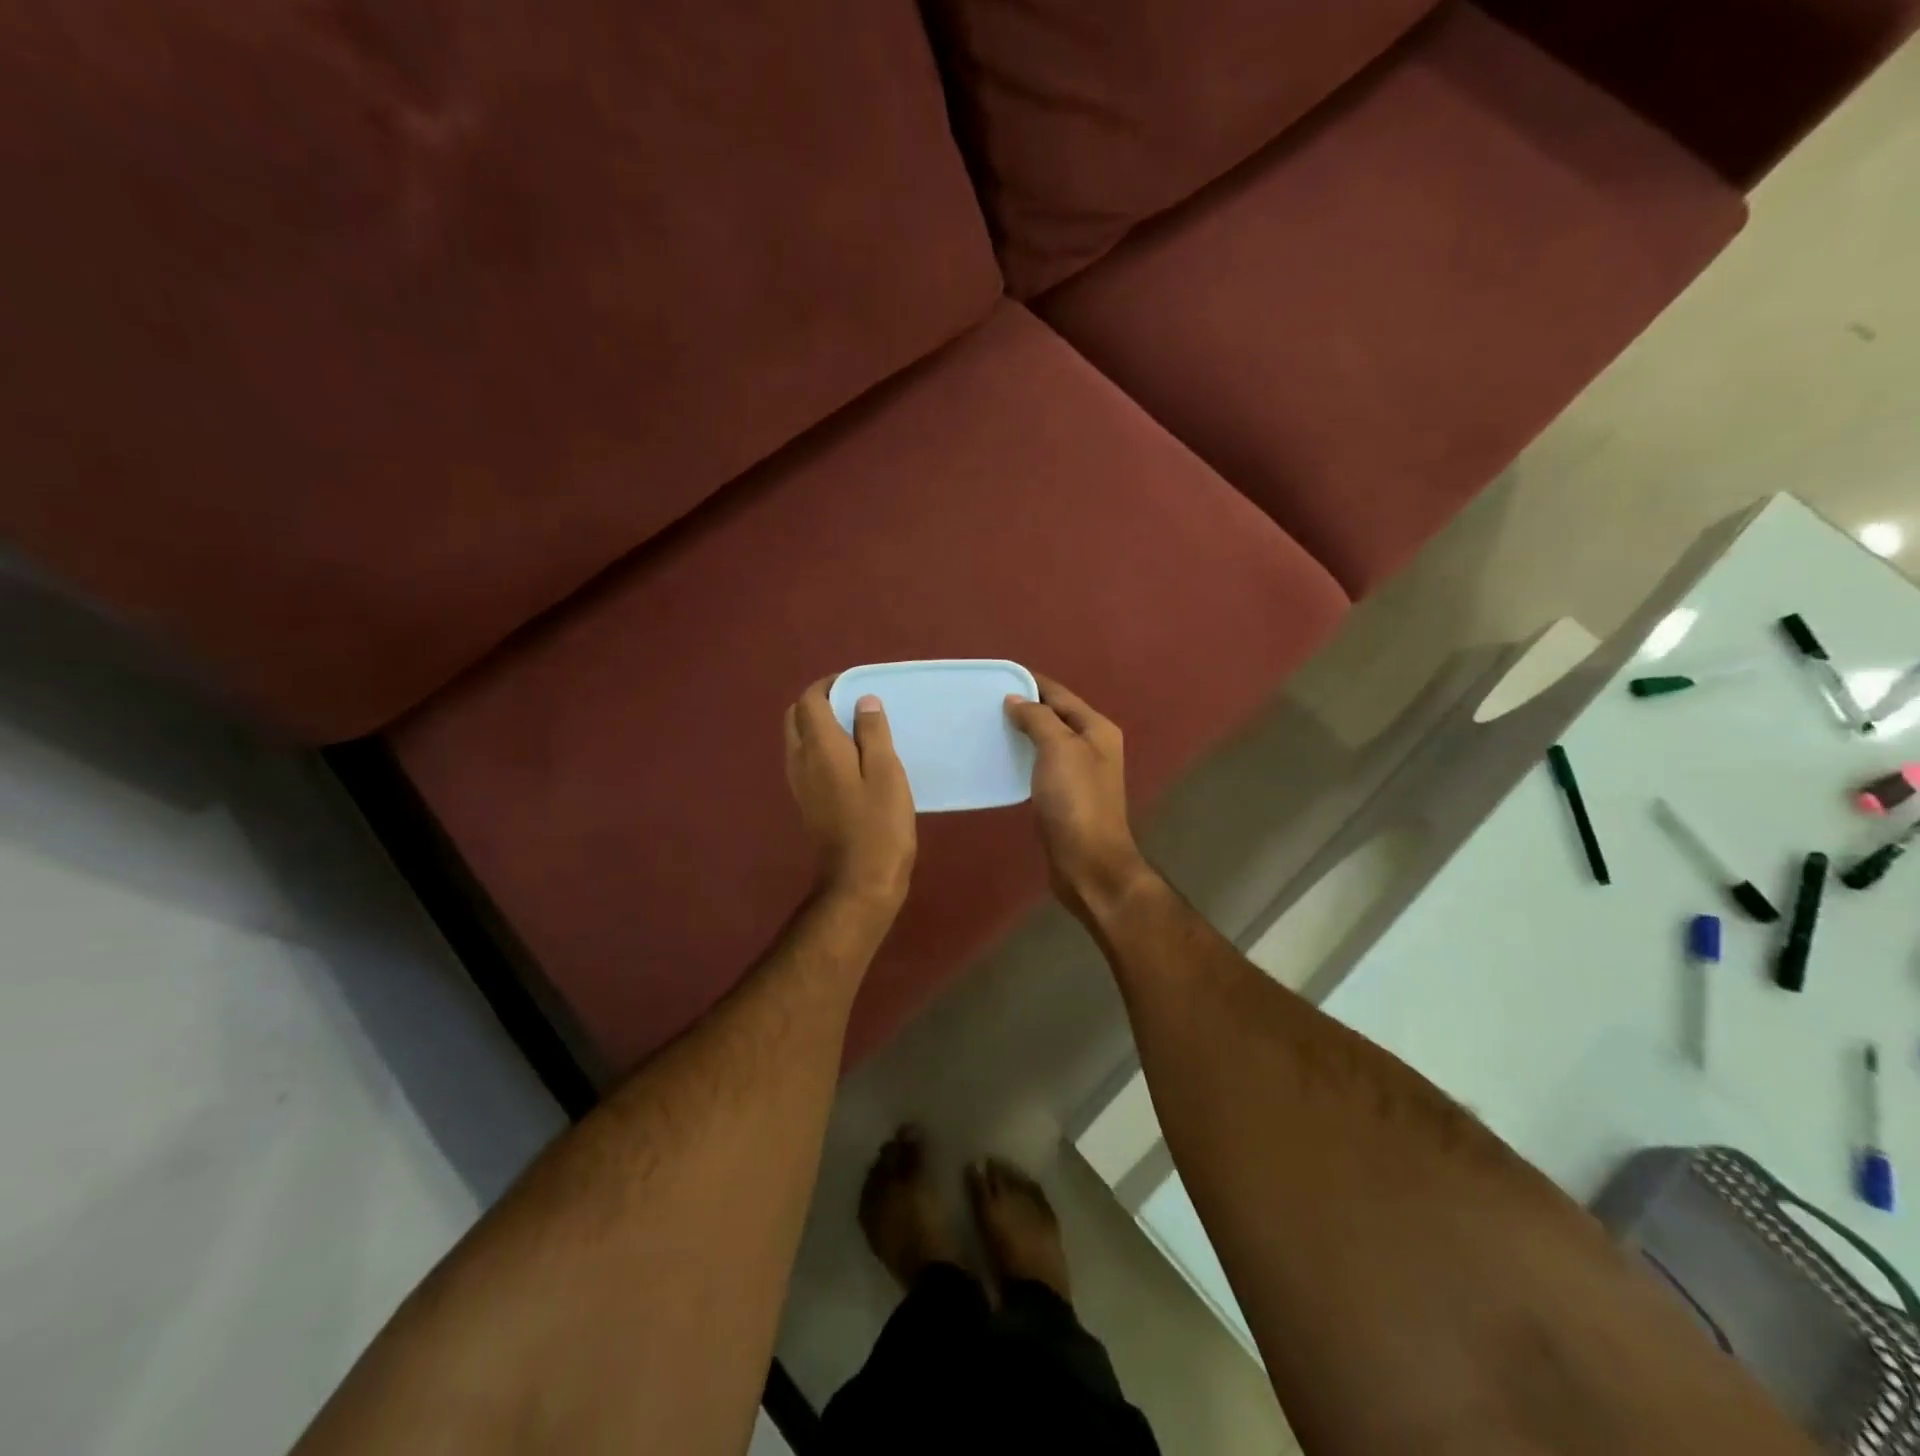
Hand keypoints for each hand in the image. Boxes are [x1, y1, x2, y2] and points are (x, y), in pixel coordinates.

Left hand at [785, 679, 915, 914]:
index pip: (810, 700)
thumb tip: (863, 700)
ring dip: (818, 725)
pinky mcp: (806, 801)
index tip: (857, 684)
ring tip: (856, 729)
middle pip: (795, 717)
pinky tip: (851, 759)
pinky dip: (821, 747)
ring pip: (797, 739)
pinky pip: (805, 760)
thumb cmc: (879, 826)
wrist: (859, 882)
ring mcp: (799, 783)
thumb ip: (873, 733)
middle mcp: (801, 761)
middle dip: (819, 702)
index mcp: (820, 748)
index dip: (830, 685)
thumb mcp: (887, 773)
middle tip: (854, 704)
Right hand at [1004, 675, 1152, 920]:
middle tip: (984, 703)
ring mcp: (1080, 774)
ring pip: (1046, 742)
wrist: (1088, 862)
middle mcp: (1092, 746)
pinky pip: (1040, 766)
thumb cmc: (1076, 801)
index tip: (995, 676)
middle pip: (1054, 716)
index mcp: (1097, 729)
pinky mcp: (1065, 797)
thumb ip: (1038, 718)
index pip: (1059, 694)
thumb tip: (1015, 700)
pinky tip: (1001, 760)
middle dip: (1023, 707)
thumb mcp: (1059, 749)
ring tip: (988, 727)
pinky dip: (1022, 758)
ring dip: (1021, 733)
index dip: (1030, 682)